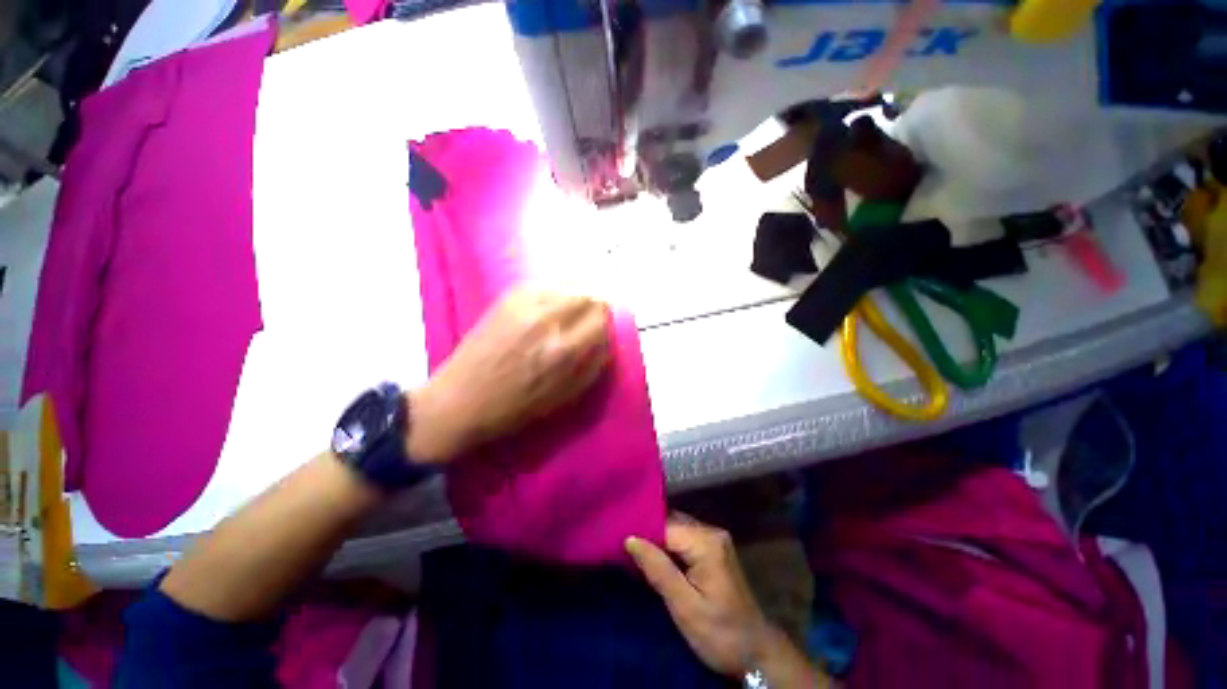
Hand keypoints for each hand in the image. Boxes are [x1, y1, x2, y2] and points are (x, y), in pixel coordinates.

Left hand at [406, 289, 610, 462]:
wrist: (461, 399)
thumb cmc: (516, 407)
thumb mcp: (565, 397)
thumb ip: (593, 366)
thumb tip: (608, 339)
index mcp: (565, 351)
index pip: (602, 317)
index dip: (607, 320)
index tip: (603, 326)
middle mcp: (549, 321)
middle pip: (589, 293)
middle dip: (597, 303)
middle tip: (592, 314)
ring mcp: (526, 305)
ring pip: (569, 283)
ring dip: (579, 293)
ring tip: (574, 306)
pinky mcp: (508, 298)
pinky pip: (545, 283)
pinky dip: (558, 289)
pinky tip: (554, 301)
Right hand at [626, 516, 770, 676]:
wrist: (756, 653)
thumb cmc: (720, 634)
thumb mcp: (685, 607)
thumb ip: (658, 570)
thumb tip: (630, 538)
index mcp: (706, 542)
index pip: (665, 526)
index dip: (642, 533)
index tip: (618, 541)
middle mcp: (711, 532)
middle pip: (671, 523)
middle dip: (647, 534)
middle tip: (622, 546)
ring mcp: (714, 540)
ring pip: (676, 530)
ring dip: (656, 541)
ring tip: (633, 551)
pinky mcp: (713, 549)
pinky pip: (683, 539)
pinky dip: (668, 547)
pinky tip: (654, 559)